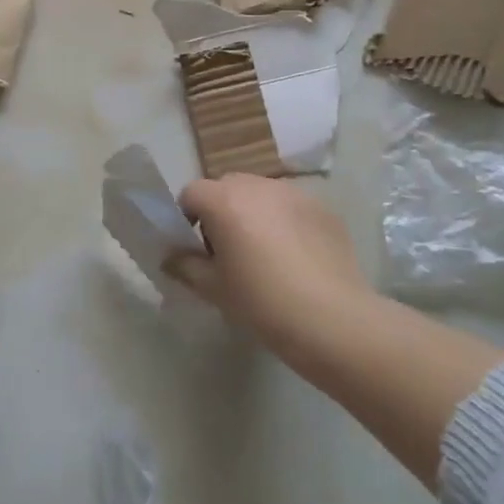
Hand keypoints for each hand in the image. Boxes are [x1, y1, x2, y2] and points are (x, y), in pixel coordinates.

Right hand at [169, 176, 371, 347]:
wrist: (331, 318)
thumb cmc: (262, 302)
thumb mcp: (214, 289)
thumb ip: (186, 266)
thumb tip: (171, 257)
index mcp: (224, 201)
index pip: (192, 193)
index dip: (188, 217)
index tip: (197, 248)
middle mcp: (258, 185)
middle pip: (227, 187)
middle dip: (221, 211)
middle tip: (230, 251)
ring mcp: (294, 193)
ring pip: (261, 194)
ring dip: (254, 213)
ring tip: (267, 253)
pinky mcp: (322, 207)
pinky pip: (291, 206)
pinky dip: (285, 221)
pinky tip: (297, 257)